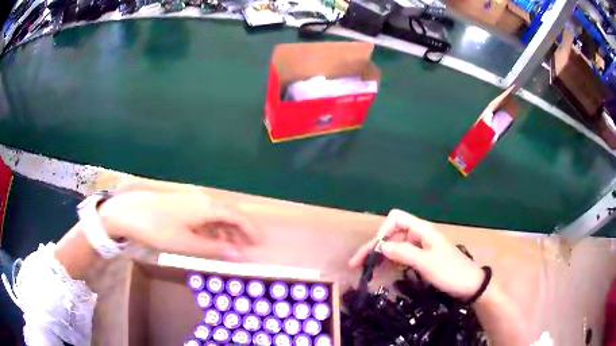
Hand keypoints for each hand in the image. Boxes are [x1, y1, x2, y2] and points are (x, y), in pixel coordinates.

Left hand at [98, 190, 262, 261]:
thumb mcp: (186, 243)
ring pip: (216, 215)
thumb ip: (214, 248)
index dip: (251, 230)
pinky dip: (212, 228)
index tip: (261, 243)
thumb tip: (239, 255)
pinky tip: (210, 240)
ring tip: (230, 248)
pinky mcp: (183, 203)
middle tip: (248, 248)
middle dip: (240, 231)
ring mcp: (192, 199)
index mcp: (207, 206)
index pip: (237, 216)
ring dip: (226, 231)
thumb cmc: (158, 229)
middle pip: (229, 214)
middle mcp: (203, 199)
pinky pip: (205, 215)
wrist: (130, 212)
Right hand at [349, 209, 482, 299]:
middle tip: (356, 264)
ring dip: (380, 256)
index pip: (396, 218)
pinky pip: (402, 256)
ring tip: (365, 271)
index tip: (376, 251)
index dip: (383, 231)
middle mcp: (419, 235)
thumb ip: (403, 252)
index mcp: (422, 230)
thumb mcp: (426, 263)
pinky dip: (390, 262)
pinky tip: (381, 272)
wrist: (469, 285)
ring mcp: (420, 247)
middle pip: (392, 234)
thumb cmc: (450, 272)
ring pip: (395, 246)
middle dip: (374, 247)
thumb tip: (381, 246)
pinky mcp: (422, 258)